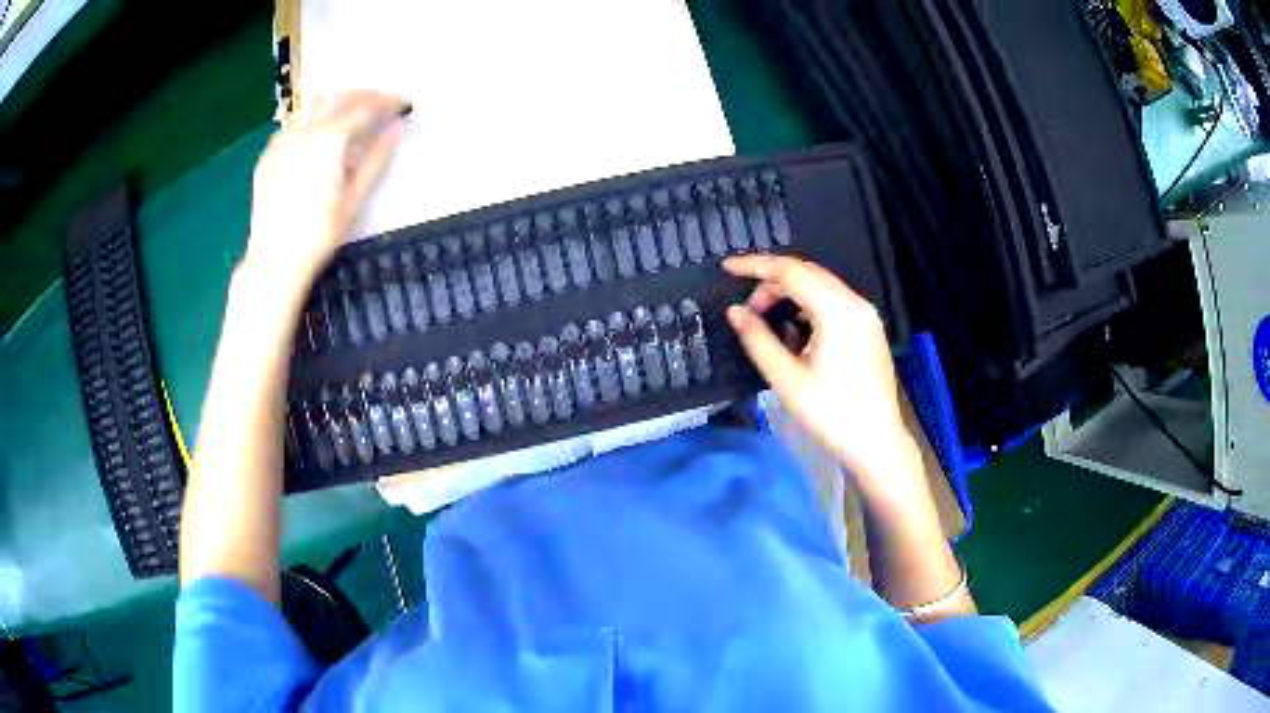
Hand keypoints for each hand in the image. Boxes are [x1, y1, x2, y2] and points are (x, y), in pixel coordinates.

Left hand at [245, 91, 408, 296]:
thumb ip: (377, 159)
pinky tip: (318, 134)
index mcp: (331, 140)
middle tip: (384, 104)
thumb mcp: (354, 199)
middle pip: (340, 97)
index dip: (389, 102)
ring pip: (315, 105)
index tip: (405, 104)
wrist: (273, 261)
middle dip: (366, 95)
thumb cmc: (318, 236)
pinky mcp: (269, 155)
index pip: (366, 107)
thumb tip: (398, 128)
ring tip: (353, 113)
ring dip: (339, 102)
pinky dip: (313, 119)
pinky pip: (294, 124)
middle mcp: (306, 131)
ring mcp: (283, 141)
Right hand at [724, 255, 917, 494]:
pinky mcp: (869, 329)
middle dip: (772, 283)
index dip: (755, 265)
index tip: (727, 268)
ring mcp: (866, 315)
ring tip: (767, 322)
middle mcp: (856, 303)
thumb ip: (757, 339)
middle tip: (747, 310)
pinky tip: (795, 333)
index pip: (791, 271)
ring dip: (791, 295)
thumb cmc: (830, 414)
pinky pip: (834, 302)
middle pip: (808, 273)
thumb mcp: (786, 378)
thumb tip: (735, 312)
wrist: (877, 443)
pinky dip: (809, 306)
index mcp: (837, 310)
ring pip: (821, 287)